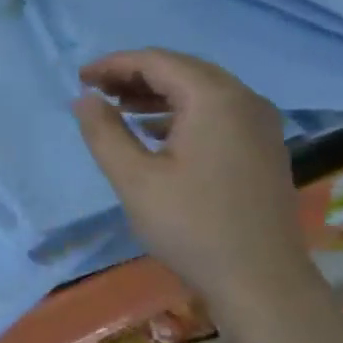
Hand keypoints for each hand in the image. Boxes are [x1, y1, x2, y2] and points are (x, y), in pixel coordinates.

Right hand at [71, 49, 320, 310]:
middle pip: (182, 70)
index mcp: (215, 99)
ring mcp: (259, 123)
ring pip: (201, 91)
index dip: (115, 65)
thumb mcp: (134, 179)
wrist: (260, 280)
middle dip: (135, 75)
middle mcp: (244, 99)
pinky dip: (181, 112)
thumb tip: (85, 99)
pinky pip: (216, 112)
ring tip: (118, 108)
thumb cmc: (191, 226)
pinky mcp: (262, 147)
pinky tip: (155, 133)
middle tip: (96, 91)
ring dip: (157, 94)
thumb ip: (104, 132)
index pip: (158, 62)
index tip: (80, 78)